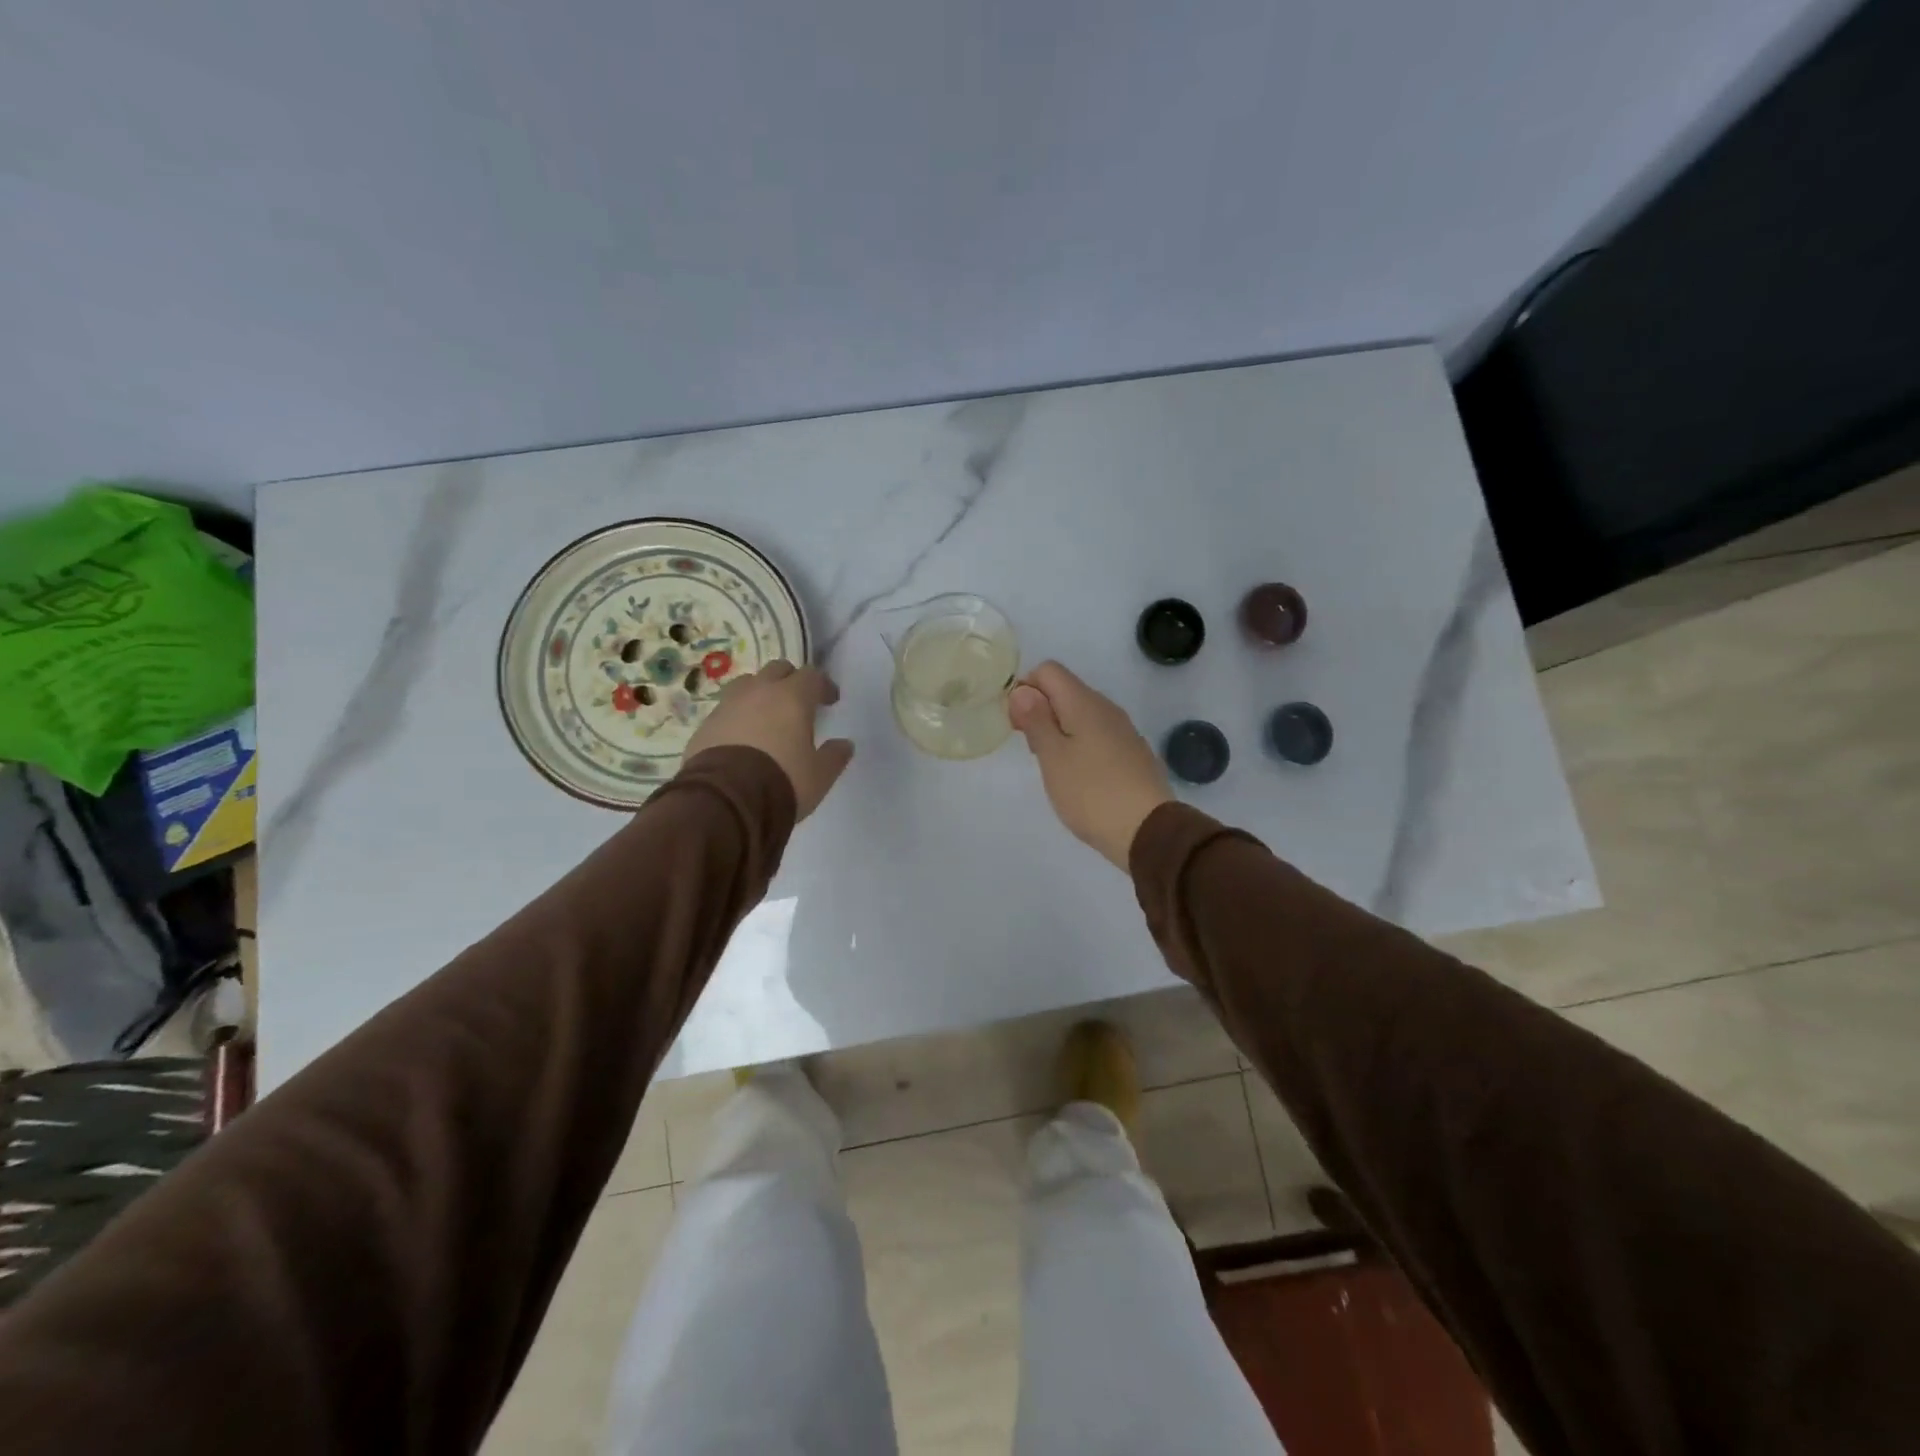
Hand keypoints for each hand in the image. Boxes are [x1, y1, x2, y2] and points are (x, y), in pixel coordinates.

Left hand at [684, 660, 853, 820]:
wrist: (725, 801)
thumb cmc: (782, 781)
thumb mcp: (819, 775)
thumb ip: (834, 756)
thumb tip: (845, 744)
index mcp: (792, 697)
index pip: (812, 675)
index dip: (823, 685)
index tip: (830, 701)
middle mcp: (758, 692)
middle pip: (777, 669)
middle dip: (791, 681)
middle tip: (798, 702)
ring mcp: (727, 705)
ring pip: (747, 684)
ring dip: (760, 693)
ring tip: (766, 715)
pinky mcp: (705, 725)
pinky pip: (726, 710)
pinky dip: (738, 716)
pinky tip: (742, 737)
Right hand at [1008, 661, 1172, 869]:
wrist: (1149, 831)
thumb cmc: (1091, 793)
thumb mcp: (1053, 757)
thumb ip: (1036, 720)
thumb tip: (1023, 690)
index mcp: (1084, 702)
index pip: (1048, 670)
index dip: (1025, 689)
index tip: (1017, 724)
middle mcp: (1106, 708)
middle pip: (1065, 690)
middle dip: (1040, 711)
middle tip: (1032, 749)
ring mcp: (1123, 730)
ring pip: (1081, 714)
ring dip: (1059, 730)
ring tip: (1052, 766)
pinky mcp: (1131, 753)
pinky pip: (1097, 735)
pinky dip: (1079, 745)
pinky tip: (1077, 776)